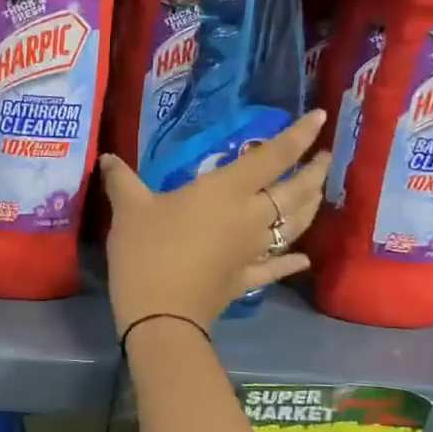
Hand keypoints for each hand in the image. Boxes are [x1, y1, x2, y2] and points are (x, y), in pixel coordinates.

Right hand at [100, 110, 329, 334]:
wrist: (160, 315)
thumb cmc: (147, 252)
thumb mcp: (128, 210)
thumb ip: (121, 180)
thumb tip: (108, 158)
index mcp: (227, 191)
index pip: (272, 157)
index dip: (298, 136)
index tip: (320, 117)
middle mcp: (251, 217)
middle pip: (295, 192)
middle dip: (314, 171)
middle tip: (324, 157)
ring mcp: (253, 251)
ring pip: (294, 226)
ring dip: (311, 207)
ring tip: (319, 192)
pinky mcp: (245, 279)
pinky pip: (275, 267)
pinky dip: (291, 262)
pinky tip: (303, 259)